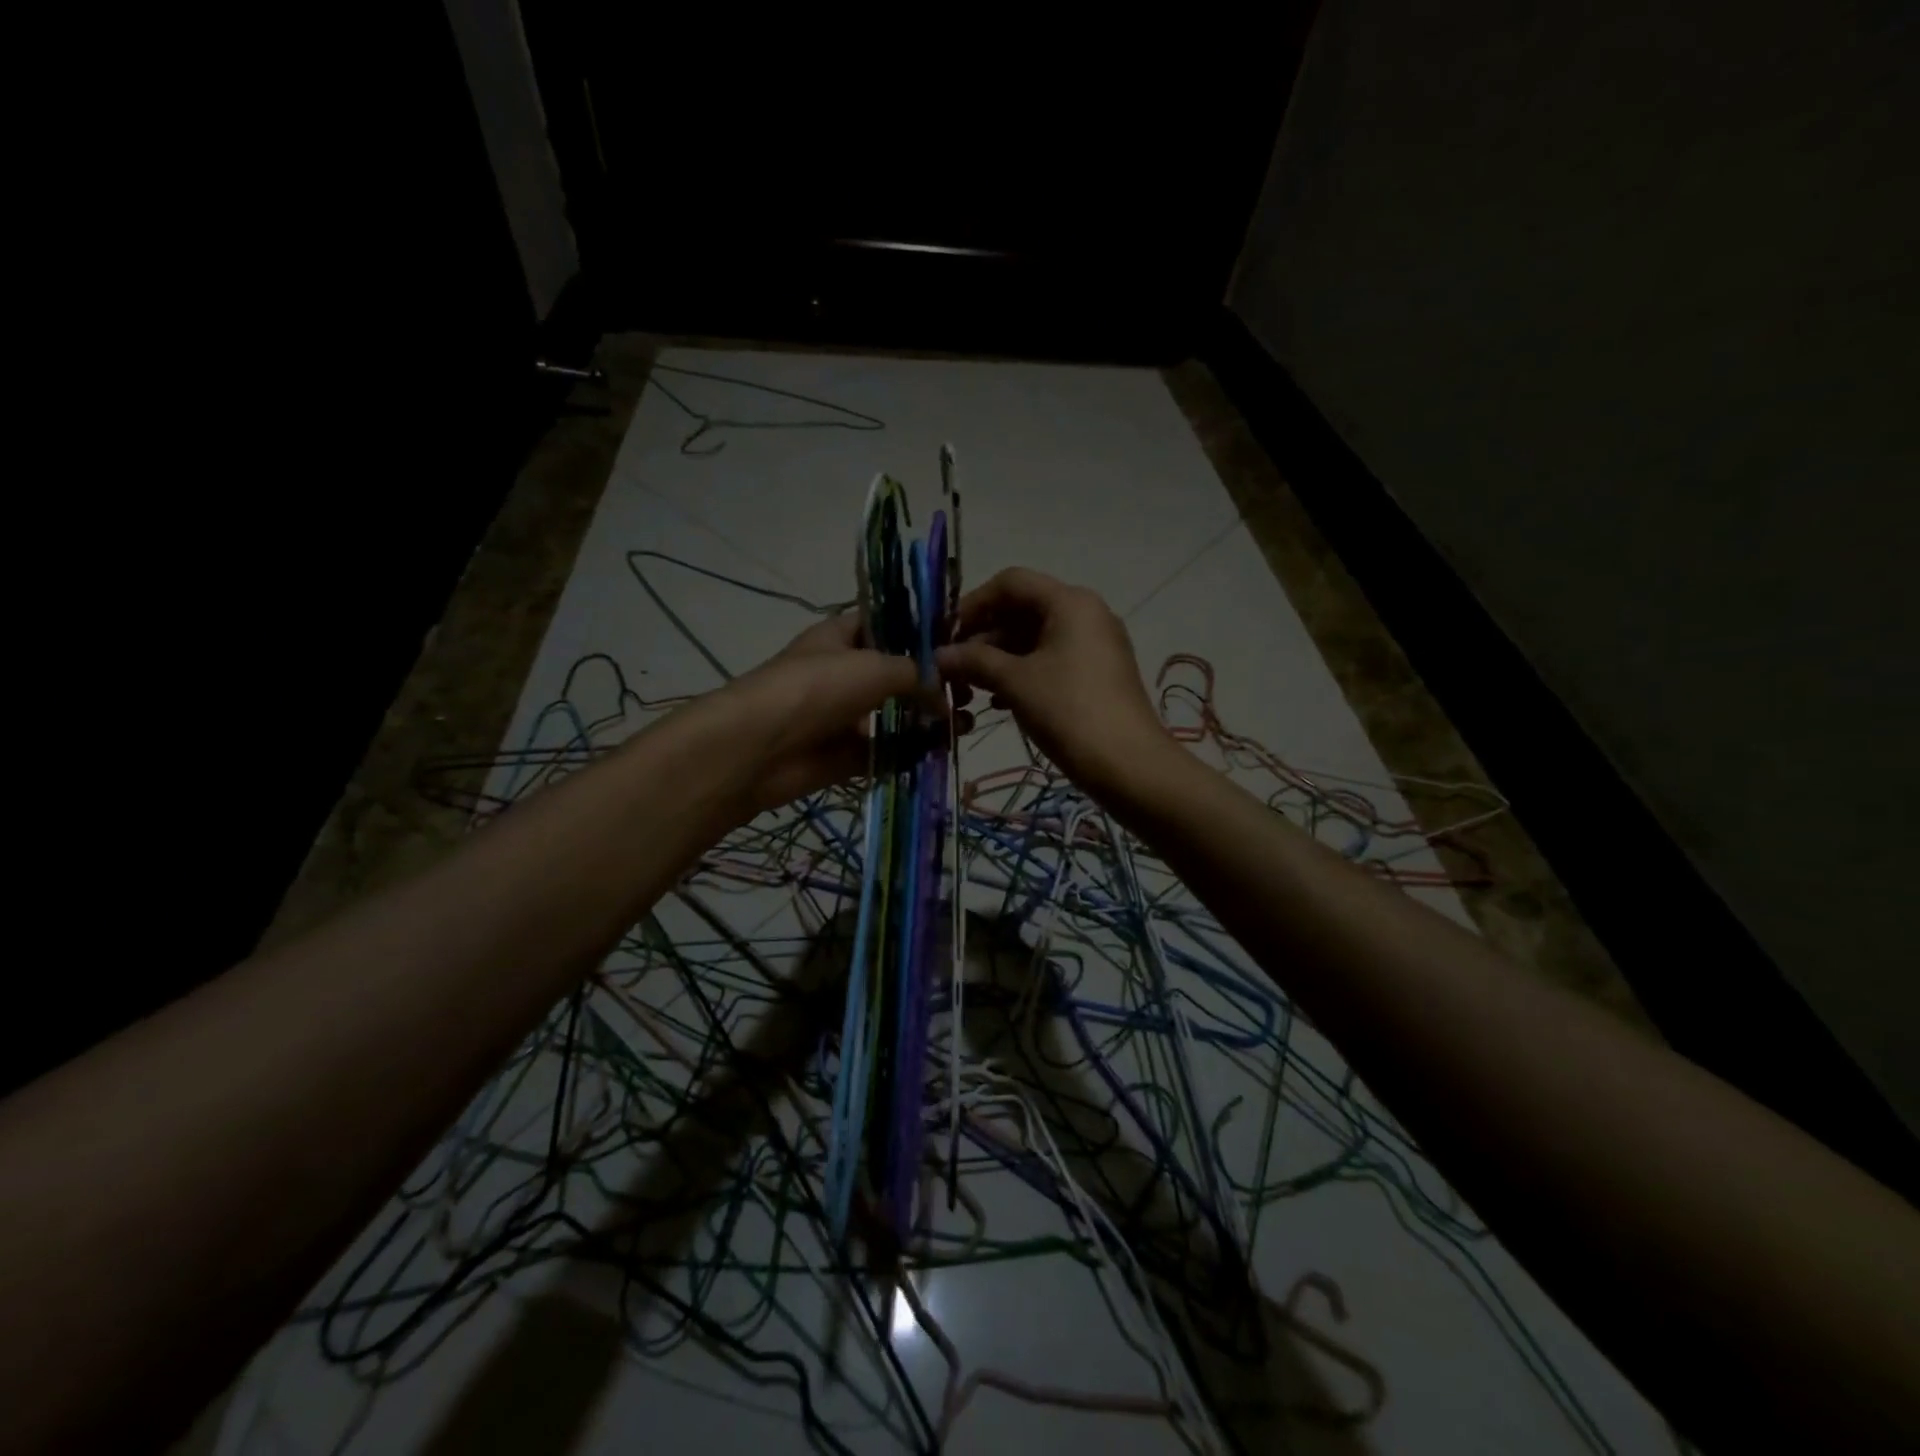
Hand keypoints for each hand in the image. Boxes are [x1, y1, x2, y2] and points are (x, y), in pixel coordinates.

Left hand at [718, 611, 962, 815]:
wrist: (760, 747)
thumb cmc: (816, 688)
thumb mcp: (875, 666)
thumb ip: (917, 674)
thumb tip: (945, 698)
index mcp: (843, 636)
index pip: (888, 623)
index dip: (922, 630)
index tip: (961, 641)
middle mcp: (844, 672)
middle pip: (896, 672)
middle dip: (931, 681)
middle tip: (969, 691)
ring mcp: (844, 715)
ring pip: (895, 714)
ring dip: (927, 719)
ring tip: (965, 723)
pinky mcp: (846, 755)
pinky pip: (887, 751)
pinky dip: (912, 752)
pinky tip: (941, 750)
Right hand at [935, 568, 1170, 797]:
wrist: (1128, 765)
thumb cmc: (1068, 711)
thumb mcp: (1015, 682)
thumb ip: (974, 661)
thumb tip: (938, 656)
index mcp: (1070, 602)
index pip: (1011, 583)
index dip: (973, 604)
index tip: (945, 635)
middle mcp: (1086, 614)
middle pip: (1023, 609)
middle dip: (983, 637)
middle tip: (953, 668)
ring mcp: (1095, 645)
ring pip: (1035, 639)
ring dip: (998, 659)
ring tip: (970, 689)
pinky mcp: (1098, 674)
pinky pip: (1051, 661)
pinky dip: (1022, 674)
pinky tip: (999, 702)